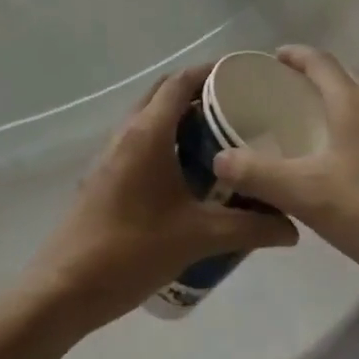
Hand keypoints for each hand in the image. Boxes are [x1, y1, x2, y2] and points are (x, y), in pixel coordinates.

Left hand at [15, 65, 297, 337]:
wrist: (65, 288)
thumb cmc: (132, 251)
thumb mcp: (198, 238)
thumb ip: (248, 228)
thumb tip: (293, 227)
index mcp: (148, 132)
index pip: (181, 81)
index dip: (211, 71)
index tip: (243, 75)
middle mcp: (127, 130)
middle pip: (164, 92)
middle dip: (198, 91)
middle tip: (236, 106)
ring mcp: (111, 152)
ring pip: (150, 115)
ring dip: (180, 115)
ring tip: (219, 136)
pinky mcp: (105, 173)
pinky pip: (140, 138)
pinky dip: (166, 137)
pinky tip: (188, 171)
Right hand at [211, 46, 358, 297]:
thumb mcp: (306, 195)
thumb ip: (259, 174)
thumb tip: (219, 158)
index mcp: (352, 102)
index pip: (319, 61)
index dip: (294, 55)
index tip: (271, 59)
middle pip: (342, 74)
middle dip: (313, 74)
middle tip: (284, 90)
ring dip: (334, 97)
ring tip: (308, 120)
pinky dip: (350, 121)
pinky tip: (339, 156)